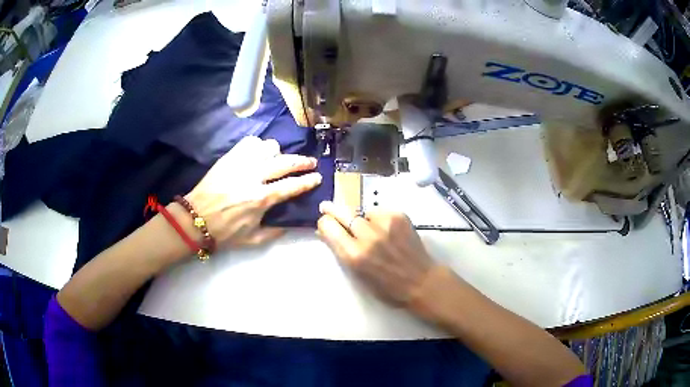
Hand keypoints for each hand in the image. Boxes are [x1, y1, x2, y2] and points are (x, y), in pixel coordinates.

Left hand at [184, 136, 321, 248]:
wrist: (195, 218)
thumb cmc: (224, 232)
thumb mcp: (253, 239)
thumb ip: (275, 231)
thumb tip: (291, 223)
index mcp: (260, 199)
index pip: (292, 185)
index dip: (308, 181)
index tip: (318, 177)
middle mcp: (254, 177)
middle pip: (285, 162)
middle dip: (303, 162)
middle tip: (311, 163)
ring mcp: (241, 164)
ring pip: (269, 147)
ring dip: (279, 153)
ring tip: (279, 159)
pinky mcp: (229, 157)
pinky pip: (250, 142)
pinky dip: (259, 145)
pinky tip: (260, 153)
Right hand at [316, 201, 433, 305]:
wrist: (421, 281)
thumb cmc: (387, 286)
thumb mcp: (358, 274)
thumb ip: (342, 251)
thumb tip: (327, 232)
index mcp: (354, 255)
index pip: (328, 226)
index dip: (325, 224)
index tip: (325, 223)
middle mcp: (367, 237)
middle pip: (342, 212)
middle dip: (333, 211)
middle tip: (327, 207)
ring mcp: (385, 224)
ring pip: (362, 212)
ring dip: (362, 219)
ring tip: (372, 231)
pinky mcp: (399, 216)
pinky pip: (379, 212)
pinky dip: (379, 219)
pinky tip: (387, 230)